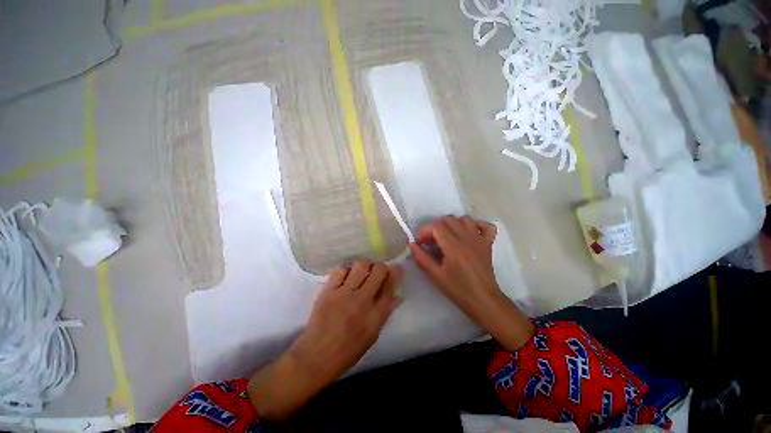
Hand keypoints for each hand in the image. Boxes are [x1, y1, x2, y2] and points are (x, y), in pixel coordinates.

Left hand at [293, 260, 402, 378]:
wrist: (316, 356)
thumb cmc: (347, 350)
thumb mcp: (372, 335)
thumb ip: (385, 313)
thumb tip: (397, 296)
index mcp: (376, 314)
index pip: (390, 285)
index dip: (395, 273)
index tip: (396, 268)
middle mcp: (362, 299)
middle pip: (378, 270)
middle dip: (381, 267)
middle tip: (377, 271)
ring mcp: (344, 293)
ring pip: (361, 265)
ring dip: (365, 265)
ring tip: (362, 272)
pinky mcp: (328, 290)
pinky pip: (341, 270)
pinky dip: (346, 270)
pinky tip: (346, 276)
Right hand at [409, 216, 532, 350]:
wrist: (483, 301)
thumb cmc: (458, 290)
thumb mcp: (436, 276)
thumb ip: (422, 258)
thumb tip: (412, 244)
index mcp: (454, 247)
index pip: (436, 226)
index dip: (424, 231)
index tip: (419, 243)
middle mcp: (467, 238)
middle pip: (448, 219)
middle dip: (435, 227)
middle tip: (431, 242)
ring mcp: (480, 239)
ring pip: (464, 219)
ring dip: (452, 224)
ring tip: (446, 237)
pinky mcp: (488, 243)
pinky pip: (486, 225)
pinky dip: (476, 225)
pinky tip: (468, 233)